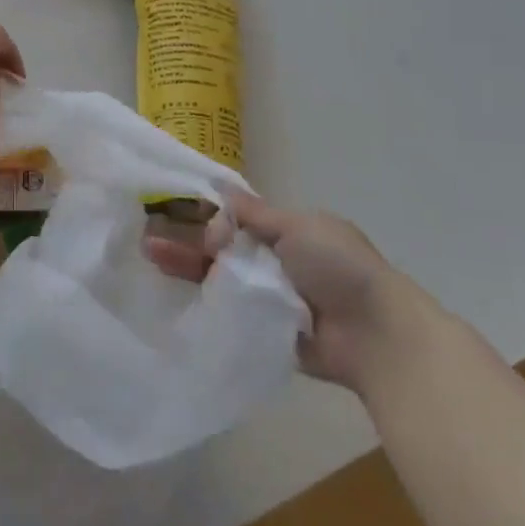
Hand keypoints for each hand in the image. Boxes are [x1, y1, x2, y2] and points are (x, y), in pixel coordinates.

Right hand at [146, 193, 412, 393]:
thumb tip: (219, 190)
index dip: (206, 217)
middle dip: (188, 245)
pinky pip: (233, 316)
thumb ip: (254, 215)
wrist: (376, 335)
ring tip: (151, 261)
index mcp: (290, 233)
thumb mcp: (297, 228)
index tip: (172, 214)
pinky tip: (173, 299)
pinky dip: (207, 306)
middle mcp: (278, 263)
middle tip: (148, 242)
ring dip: (189, 270)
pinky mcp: (269, 333)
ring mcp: (272, 299)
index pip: (237, 221)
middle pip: (223, 251)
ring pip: (223, 281)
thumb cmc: (339, 268)